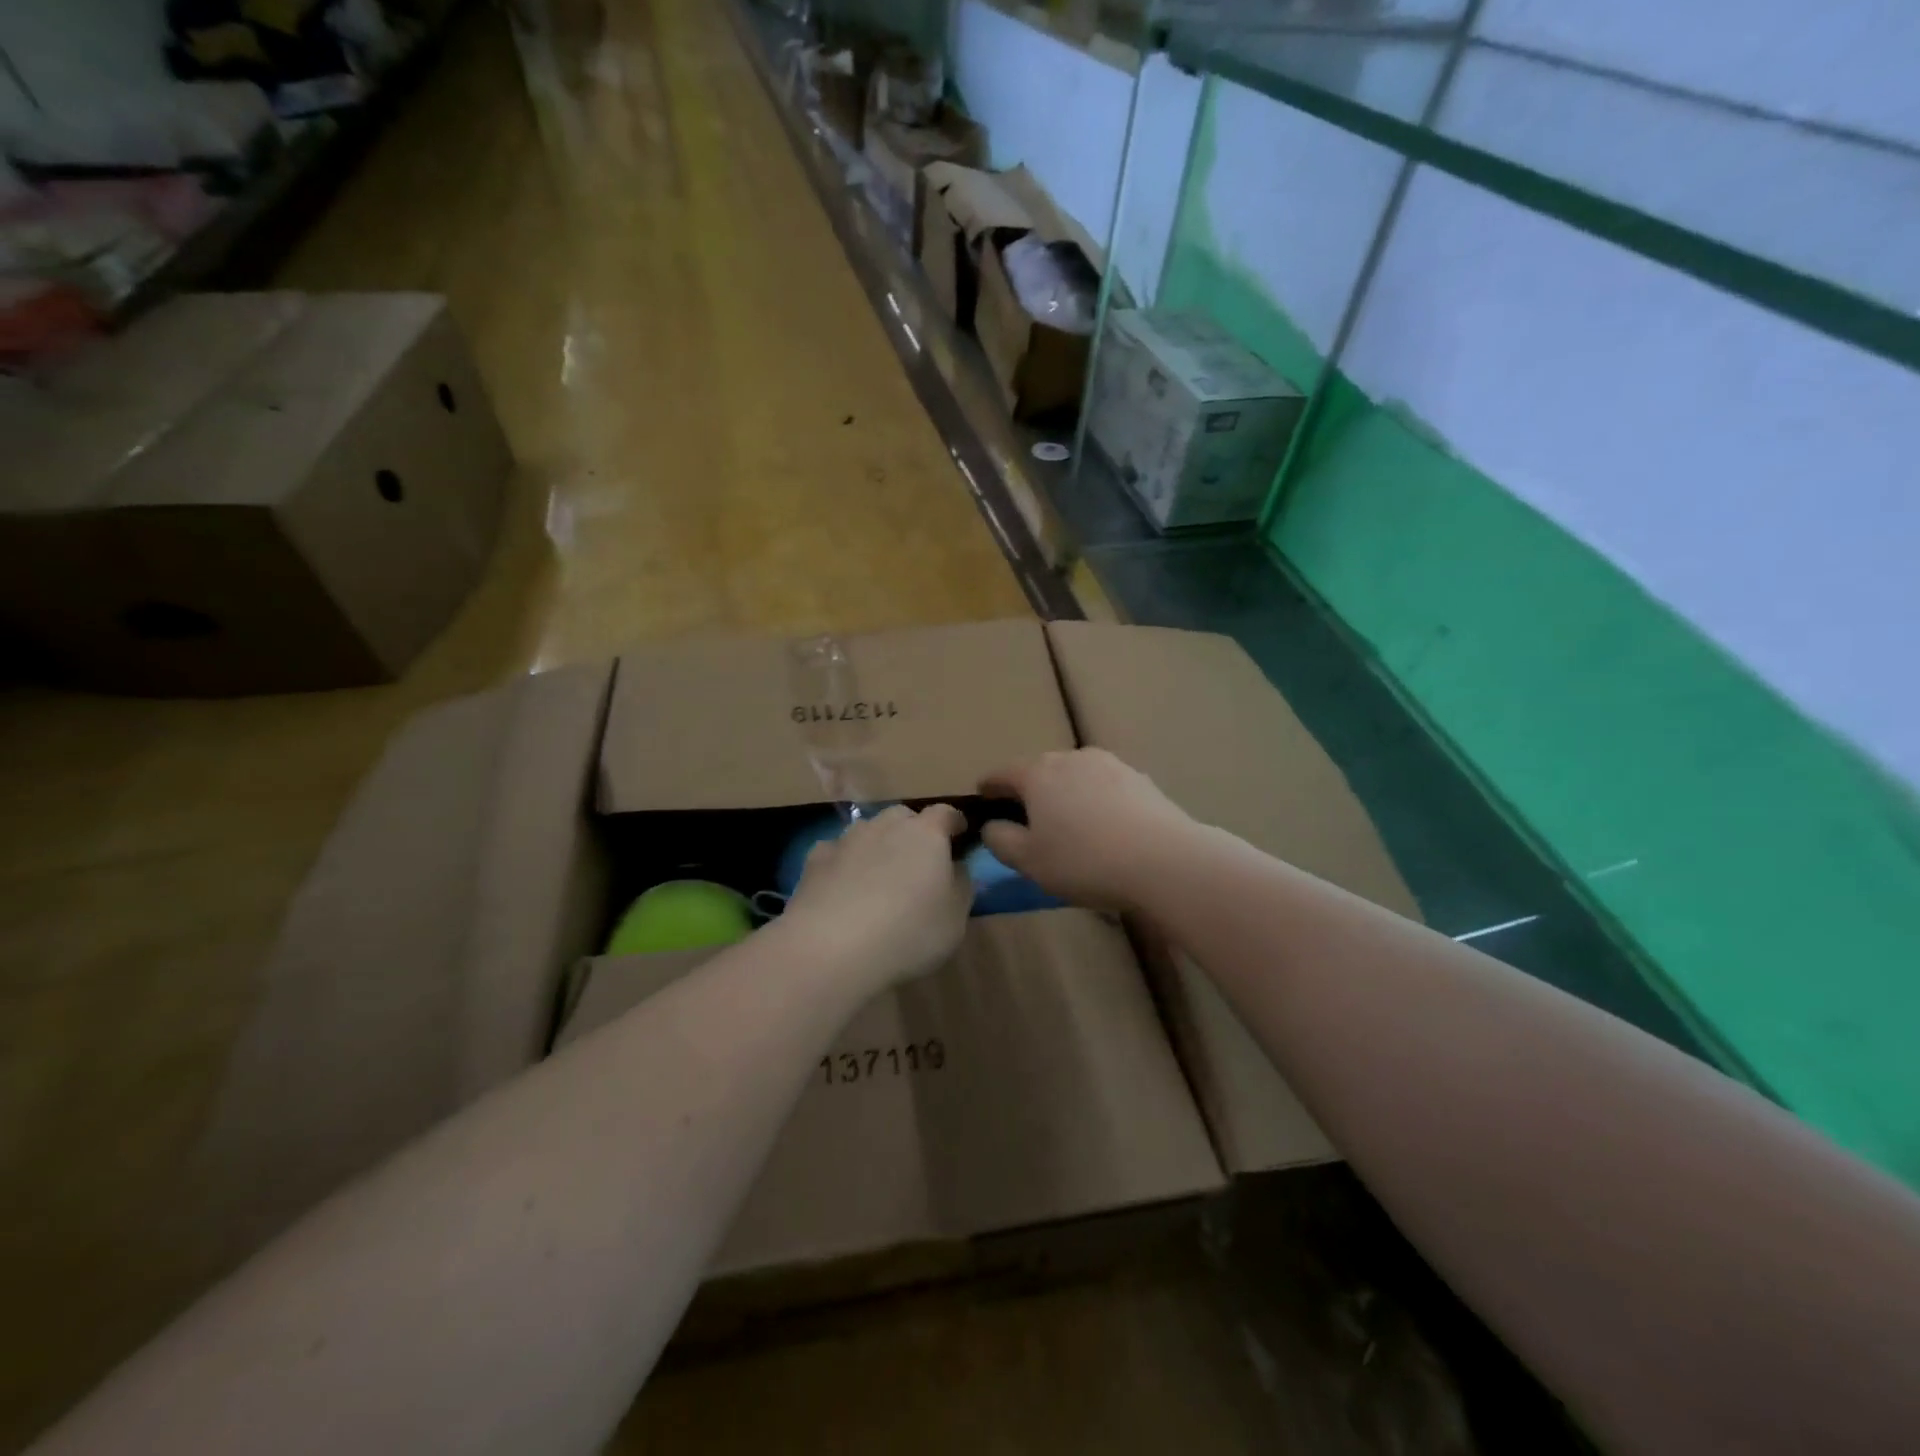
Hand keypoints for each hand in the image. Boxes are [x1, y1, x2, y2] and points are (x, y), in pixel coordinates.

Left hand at [781, 804, 971, 987]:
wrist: (830, 948)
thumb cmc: (908, 933)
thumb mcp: (955, 919)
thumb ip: (961, 886)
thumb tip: (956, 867)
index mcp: (926, 834)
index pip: (946, 813)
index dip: (954, 823)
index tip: (960, 838)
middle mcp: (886, 825)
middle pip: (904, 817)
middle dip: (913, 832)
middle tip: (918, 863)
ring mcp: (847, 839)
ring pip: (868, 831)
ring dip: (877, 846)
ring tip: (878, 878)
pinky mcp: (815, 859)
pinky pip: (837, 852)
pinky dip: (844, 863)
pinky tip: (843, 889)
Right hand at [979, 749, 1194, 911]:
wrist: (1164, 860)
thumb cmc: (1084, 861)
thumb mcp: (1028, 861)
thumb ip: (1000, 840)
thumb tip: (992, 826)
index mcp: (1038, 773)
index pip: (1002, 773)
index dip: (988, 787)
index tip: (982, 797)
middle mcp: (1072, 758)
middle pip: (1040, 771)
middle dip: (1029, 791)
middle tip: (1026, 819)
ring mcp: (1110, 765)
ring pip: (1075, 777)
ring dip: (1065, 795)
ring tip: (1068, 824)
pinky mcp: (1140, 779)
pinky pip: (1105, 788)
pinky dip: (1096, 802)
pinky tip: (1105, 829)